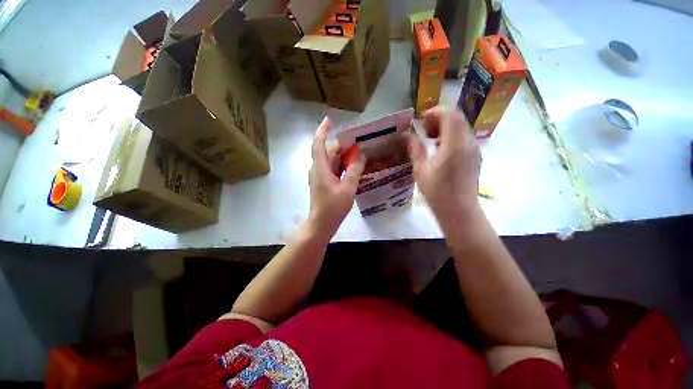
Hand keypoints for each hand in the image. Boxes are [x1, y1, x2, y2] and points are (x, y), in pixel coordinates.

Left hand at [309, 117, 364, 234]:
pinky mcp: (324, 183)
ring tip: (360, 154)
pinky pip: (333, 170)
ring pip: (332, 161)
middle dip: (342, 146)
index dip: (322, 130)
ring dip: (344, 157)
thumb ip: (354, 171)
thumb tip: (360, 156)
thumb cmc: (332, 207)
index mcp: (320, 168)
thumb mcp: (347, 188)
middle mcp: (318, 169)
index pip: (318, 144)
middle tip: (359, 142)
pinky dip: (343, 167)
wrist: (321, 224)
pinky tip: (354, 168)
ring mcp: (320, 177)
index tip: (329, 119)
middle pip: (329, 152)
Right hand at [407, 107, 481, 221]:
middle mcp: (468, 143)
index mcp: (454, 145)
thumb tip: (408, 135)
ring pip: (462, 127)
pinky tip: (441, 149)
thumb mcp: (421, 170)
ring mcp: (474, 150)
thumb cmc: (437, 192)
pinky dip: (452, 136)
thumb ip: (415, 149)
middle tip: (425, 129)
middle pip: (458, 118)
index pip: (450, 115)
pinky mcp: (476, 157)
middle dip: (440, 118)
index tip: (422, 120)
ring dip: (446, 127)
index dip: (435, 112)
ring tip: (432, 139)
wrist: (459, 210)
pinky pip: (465, 138)